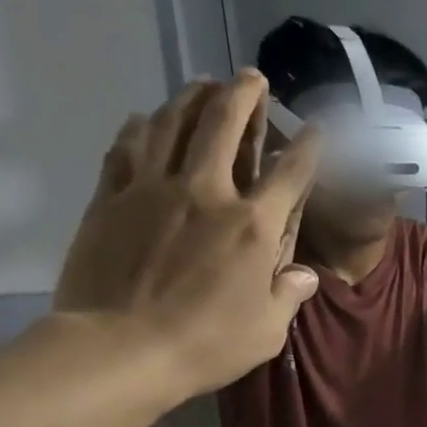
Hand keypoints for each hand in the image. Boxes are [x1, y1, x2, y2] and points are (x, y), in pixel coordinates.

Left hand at [54, 71, 321, 399]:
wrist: (121, 348)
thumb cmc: (207, 344)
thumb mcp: (267, 330)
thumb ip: (287, 294)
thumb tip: (303, 275)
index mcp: (253, 227)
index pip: (289, 174)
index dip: (307, 147)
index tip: (316, 127)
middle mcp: (206, 194)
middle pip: (224, 127)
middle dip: (242, 96)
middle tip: (250, 78)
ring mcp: (153, 190)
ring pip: (172, 125)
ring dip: (191, 98)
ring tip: (202, 84)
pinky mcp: (111, 199)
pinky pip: (126, 149)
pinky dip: (140, 128)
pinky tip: (146, 119)